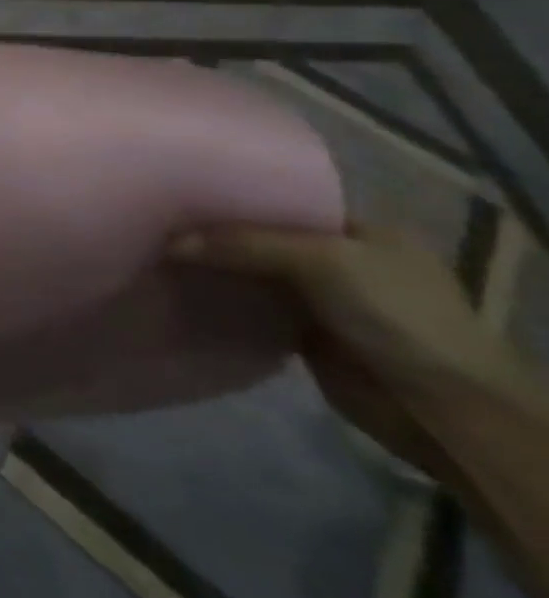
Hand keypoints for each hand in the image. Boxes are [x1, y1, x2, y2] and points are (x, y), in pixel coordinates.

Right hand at [171, 225, 528, 479]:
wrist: (441, 409)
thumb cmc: (397, 316)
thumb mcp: (321, 261)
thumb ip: (243, 244)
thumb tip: (169, 243)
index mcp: (362, 230)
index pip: (285, 199)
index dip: (236, 194)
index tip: (180, 188)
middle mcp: (342, 258)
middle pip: (264, 236)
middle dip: (216, 232)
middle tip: (158, 219)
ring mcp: (324, 298)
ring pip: (254, 271)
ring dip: (215, 267)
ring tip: (156, 249)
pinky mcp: (305, 332)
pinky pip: (252, 306)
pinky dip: (223, 299)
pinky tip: (183, 287)